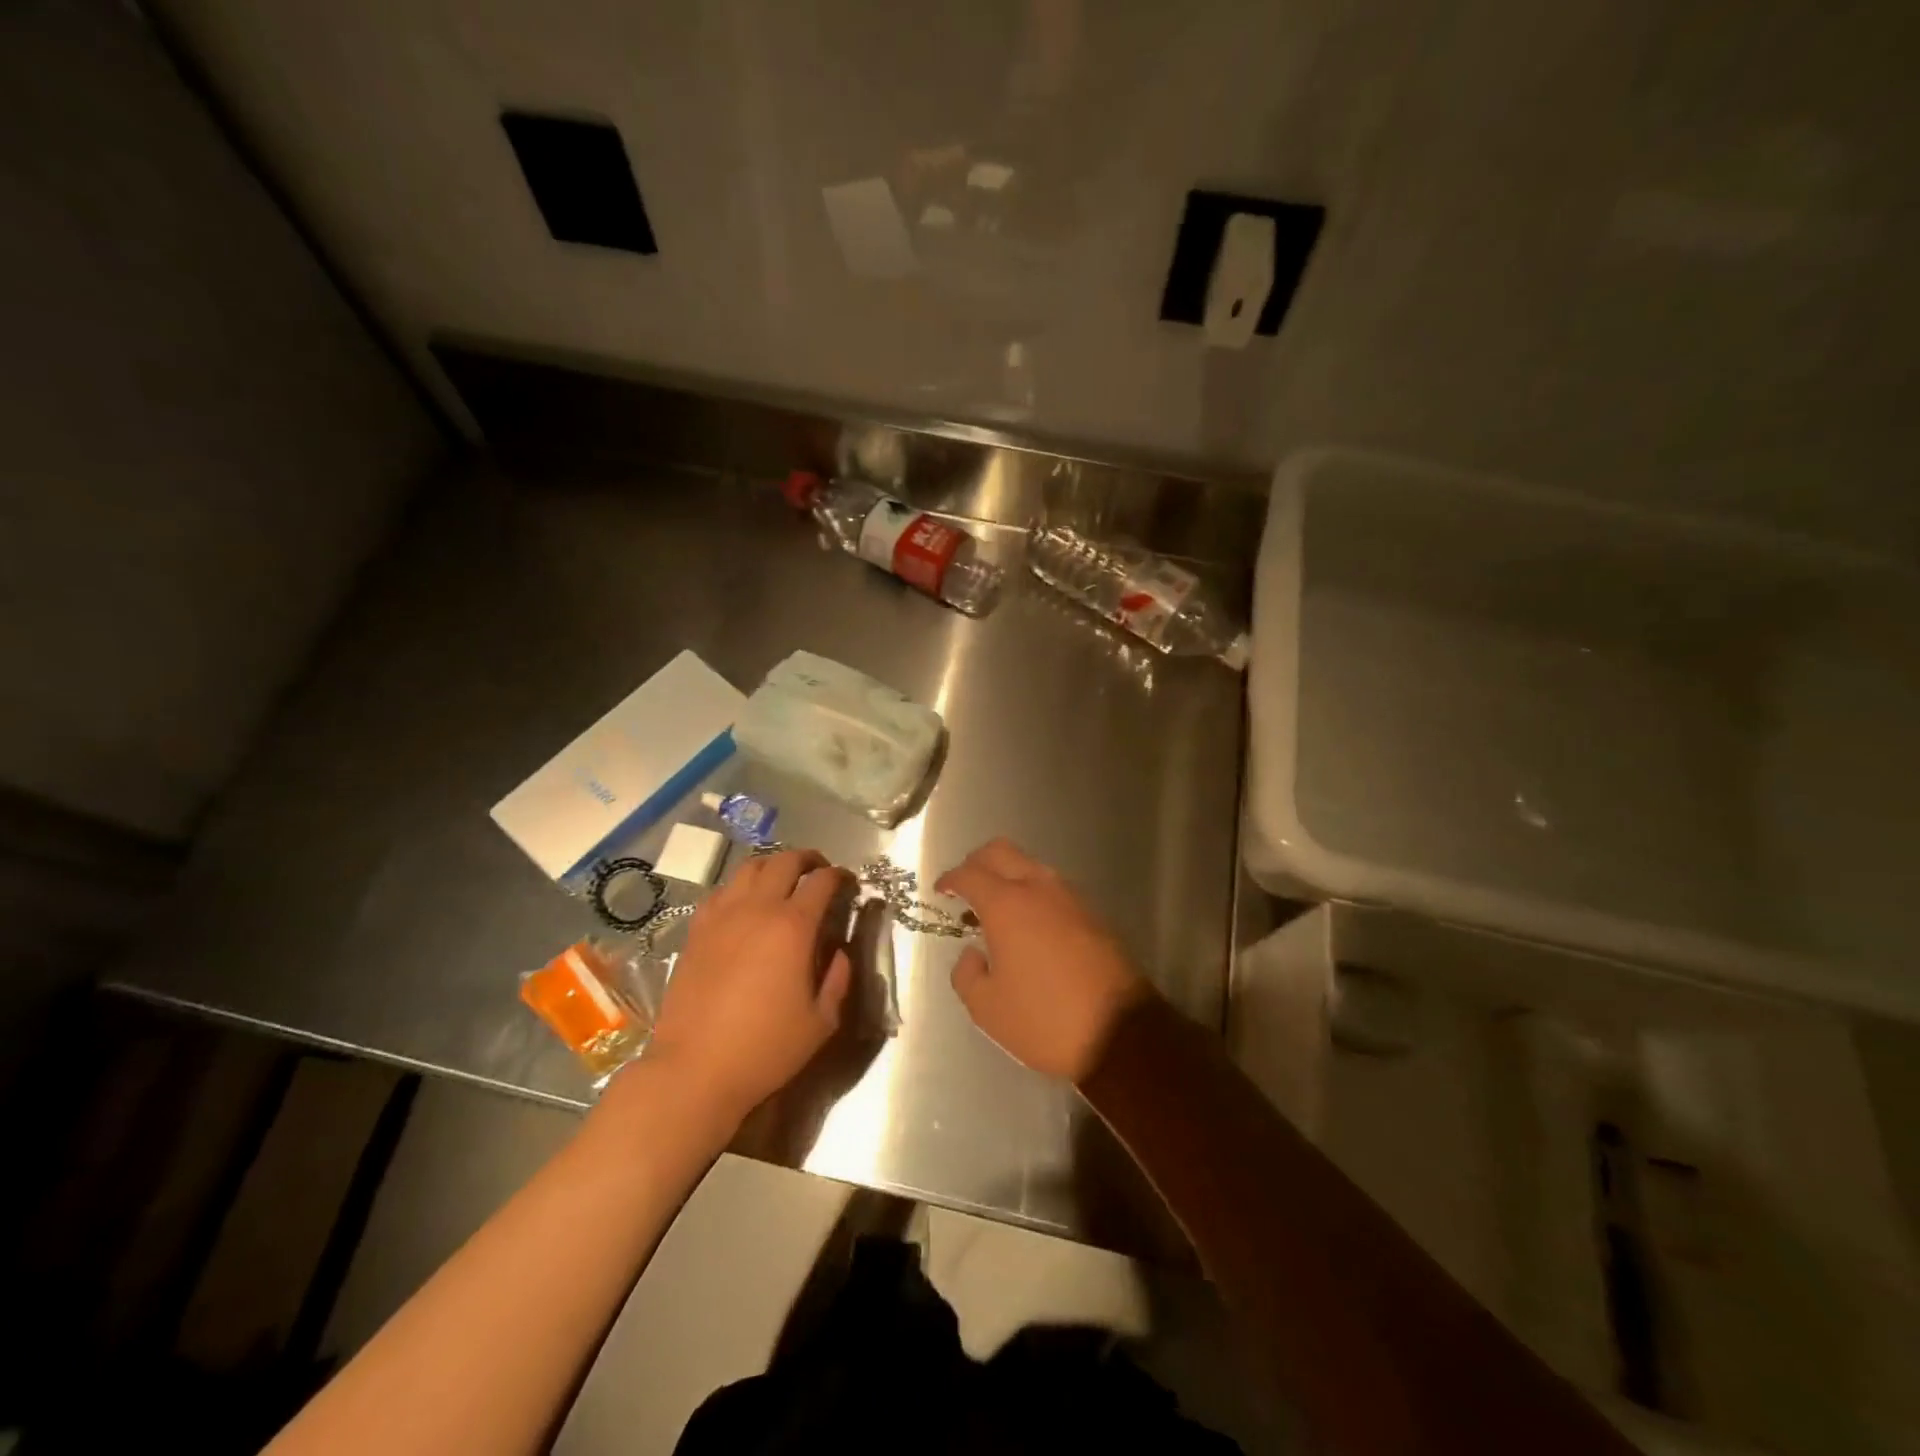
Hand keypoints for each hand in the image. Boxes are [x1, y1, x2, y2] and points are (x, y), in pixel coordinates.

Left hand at [645, 849, 853, 1124]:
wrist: (694, 1070)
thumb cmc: (765, 1049)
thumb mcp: (821, 1022)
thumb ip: (838, 979)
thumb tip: (839, 952)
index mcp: (793, 927)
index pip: (822, 882)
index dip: (840, 876)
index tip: (849, 883)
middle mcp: (757, 909)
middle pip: (785, 861)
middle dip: (809, 859)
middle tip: (820, 871)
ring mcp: (722, 916)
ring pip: (750, 868)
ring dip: (773, 865)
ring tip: (783, 879)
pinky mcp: (696, 931)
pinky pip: (721, 891)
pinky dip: (740, 886)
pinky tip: (745, 904)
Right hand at [936, 839, 1150, 1083]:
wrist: (1120, 1033)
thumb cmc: (1044, 1019)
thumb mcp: (987, 1008)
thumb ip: (966, 974)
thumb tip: (973, 953)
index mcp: (1007, 904)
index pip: (969, 874)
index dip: (949, 879)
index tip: (940, 892)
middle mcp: (1038, 888)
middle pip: (1001, 851)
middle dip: (976, 863)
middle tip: (964, 888)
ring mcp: (1070, 897)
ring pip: (1030, 865)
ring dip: (1007, 876)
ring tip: (995, 911)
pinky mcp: (1092, 914)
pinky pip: (1052, 887)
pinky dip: (1031, 893)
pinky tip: (1027, 926)